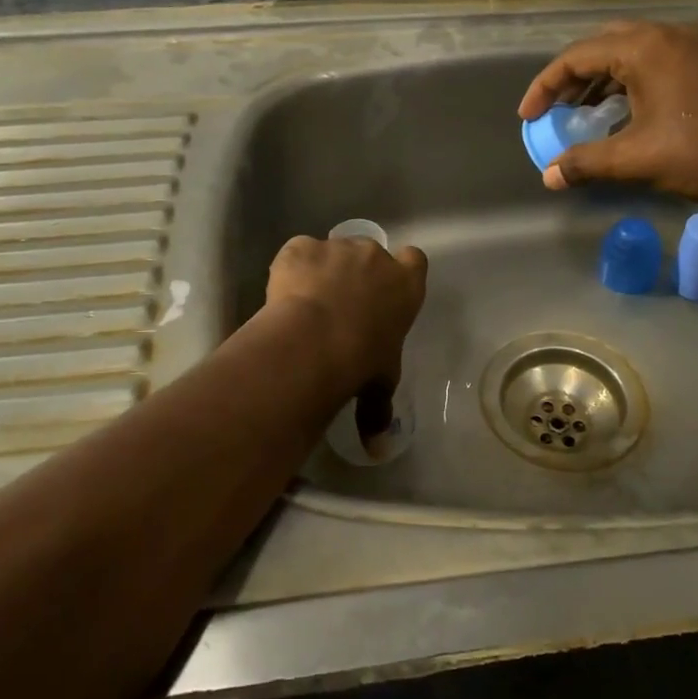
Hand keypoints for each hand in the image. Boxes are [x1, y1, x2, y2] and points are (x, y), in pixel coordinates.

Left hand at [264, 236, 428, 429]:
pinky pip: (297, 253)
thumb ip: (378, 411)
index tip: (384, 288)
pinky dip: (290, 269)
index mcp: (405, 285)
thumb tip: (377, 451)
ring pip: (331, 252)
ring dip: (321, 271)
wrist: (314, 340)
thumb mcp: (378, 386)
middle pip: (369, 254)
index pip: (415, 261)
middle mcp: (375, 256)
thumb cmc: (361, 361)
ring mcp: (337, 247)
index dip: (401, 269)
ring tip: (305, 306)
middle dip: (355, 273)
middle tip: (338, 306)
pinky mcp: (301, 247)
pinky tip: (282, 296)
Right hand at [517, 21, 697, 215]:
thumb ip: (588, 163)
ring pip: (632, 53)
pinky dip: (631, 82)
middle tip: (556, 109)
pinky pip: (657, 61)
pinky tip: (628, 112)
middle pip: (603, 46)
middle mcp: (667, 35)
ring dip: (602, 80)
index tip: (528, 117)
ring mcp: (694, 45)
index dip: (545, 87)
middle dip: (573, 78)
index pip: (576, 56)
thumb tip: (549, 176)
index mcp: (644, 48)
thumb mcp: (640, 159)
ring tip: (585, 114)